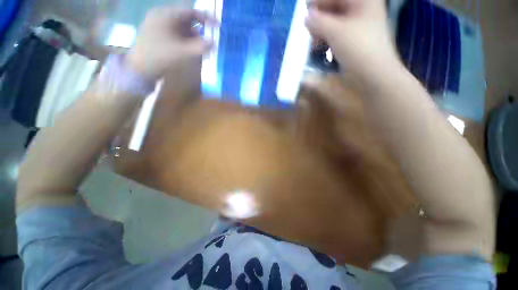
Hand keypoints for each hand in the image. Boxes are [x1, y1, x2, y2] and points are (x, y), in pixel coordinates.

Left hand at [127, 7, 216, 79]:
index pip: (190, 11)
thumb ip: (200, 47)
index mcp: (166, 15)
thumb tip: (214, 42)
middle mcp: (161, 15)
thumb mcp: (184, 52)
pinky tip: (188, 48)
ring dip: (192, 36)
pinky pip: (175, 33)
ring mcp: (158, 24)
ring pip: (180, 27)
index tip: (217, 25)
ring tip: (199, 47)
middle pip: (185, 19)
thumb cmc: (161, 57)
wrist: (140, 68)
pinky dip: (184, 39)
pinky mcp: (157, 34)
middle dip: (198, 29)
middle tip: (208, 39)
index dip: (205, 17)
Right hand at [305, 0, 400, 79]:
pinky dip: (328, 39)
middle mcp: (361, 8)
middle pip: (334, 7)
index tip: (305, 15)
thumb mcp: (335, 32)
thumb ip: (318, 21)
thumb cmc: (358, 48)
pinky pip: (337, 33)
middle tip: (311, 32)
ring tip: (315, 43)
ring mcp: (359, 24)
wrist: (374, 74)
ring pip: (334, 21)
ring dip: (322, 31)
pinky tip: (322, 48)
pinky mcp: (354, 39)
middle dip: (319, 18)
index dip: (318, 3)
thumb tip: (307, 18)